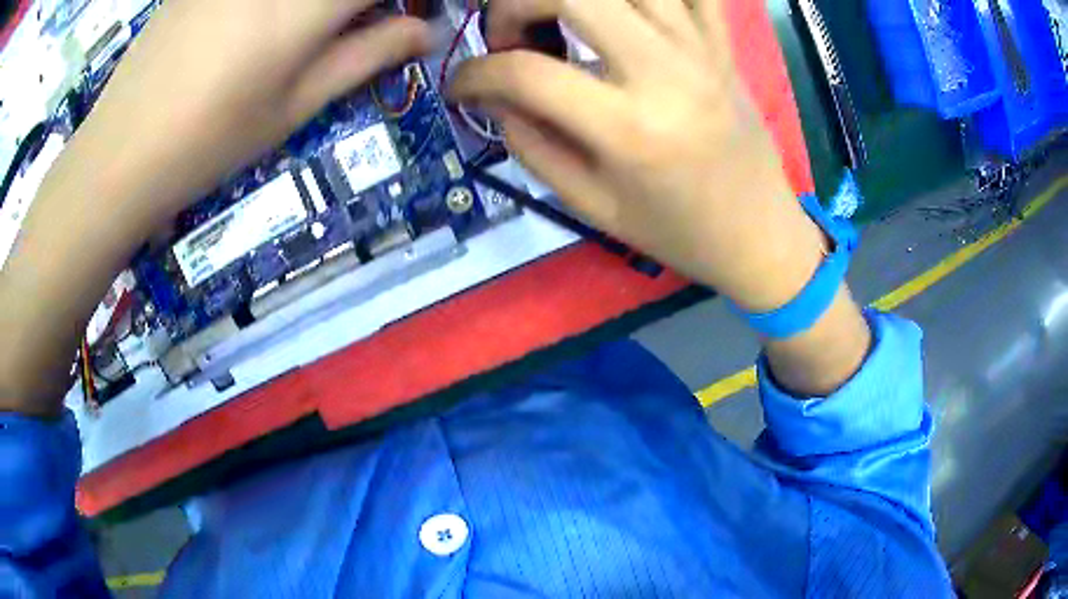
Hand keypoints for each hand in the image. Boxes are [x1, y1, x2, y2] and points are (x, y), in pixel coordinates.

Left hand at [78, 0, 428, 227]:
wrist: (120, 152)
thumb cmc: (210, 141)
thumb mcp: (294, 106)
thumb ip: (367, 56)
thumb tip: (426, 31)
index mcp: (309, 3)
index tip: (414, 16)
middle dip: (362, 5)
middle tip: (360, 26)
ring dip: (321, 6)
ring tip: (307, 29)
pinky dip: (280, 3)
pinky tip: (259, 22)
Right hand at [450, 0, 826, 312]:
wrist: (759, 234)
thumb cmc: (676, 232)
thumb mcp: (591, 206)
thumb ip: (530, 144)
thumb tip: (492, 96)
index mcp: (628, 129)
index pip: (525, 73)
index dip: (474, 73)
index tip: (461, 85)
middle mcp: (665, 72)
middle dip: (515, 4)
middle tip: (508, 36)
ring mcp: (701, 49)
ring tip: (557, 16)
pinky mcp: (722, 44)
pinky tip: (621, 10)